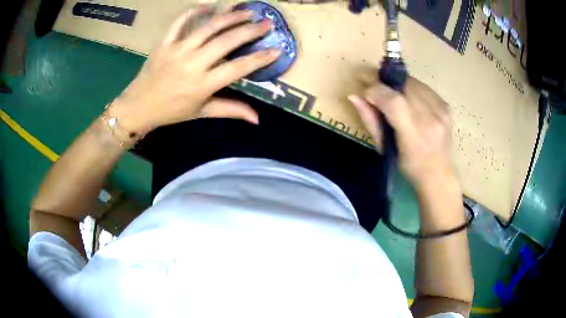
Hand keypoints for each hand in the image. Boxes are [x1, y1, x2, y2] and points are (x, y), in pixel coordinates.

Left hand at [109, 6, 281, 134]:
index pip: (238, 68)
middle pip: (226, 42)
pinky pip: (179, 22)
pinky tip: (208, 5)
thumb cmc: (172, 111)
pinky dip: (194, 11)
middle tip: (267, 23)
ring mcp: (177, 51)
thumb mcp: (202, 112)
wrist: (139, 107)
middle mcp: (192, 65)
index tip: (277, 50)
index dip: (260, 58)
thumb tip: (257, 118)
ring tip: (247, 12)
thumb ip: (230, 110)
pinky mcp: (165, 43)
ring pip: (208, 27)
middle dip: (250, 31)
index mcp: (203, 85)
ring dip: (230, 17)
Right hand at [349, 76, 454, 187]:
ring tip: (388, 90)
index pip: (393, 101)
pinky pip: (424, 87)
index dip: (375, 90)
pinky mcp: (447, 106)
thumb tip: (353, 96)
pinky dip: (411, 88)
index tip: (364, 89)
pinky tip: (406, 97)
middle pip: (403, 85)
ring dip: (397, 83)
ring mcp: (442, 110)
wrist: (439, 175)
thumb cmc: (409, 167)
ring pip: (414, 82)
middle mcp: (431, 117)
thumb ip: (370, 120)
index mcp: (414, 133)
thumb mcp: (385, 149)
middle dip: (384, 81)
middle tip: (371, 82)